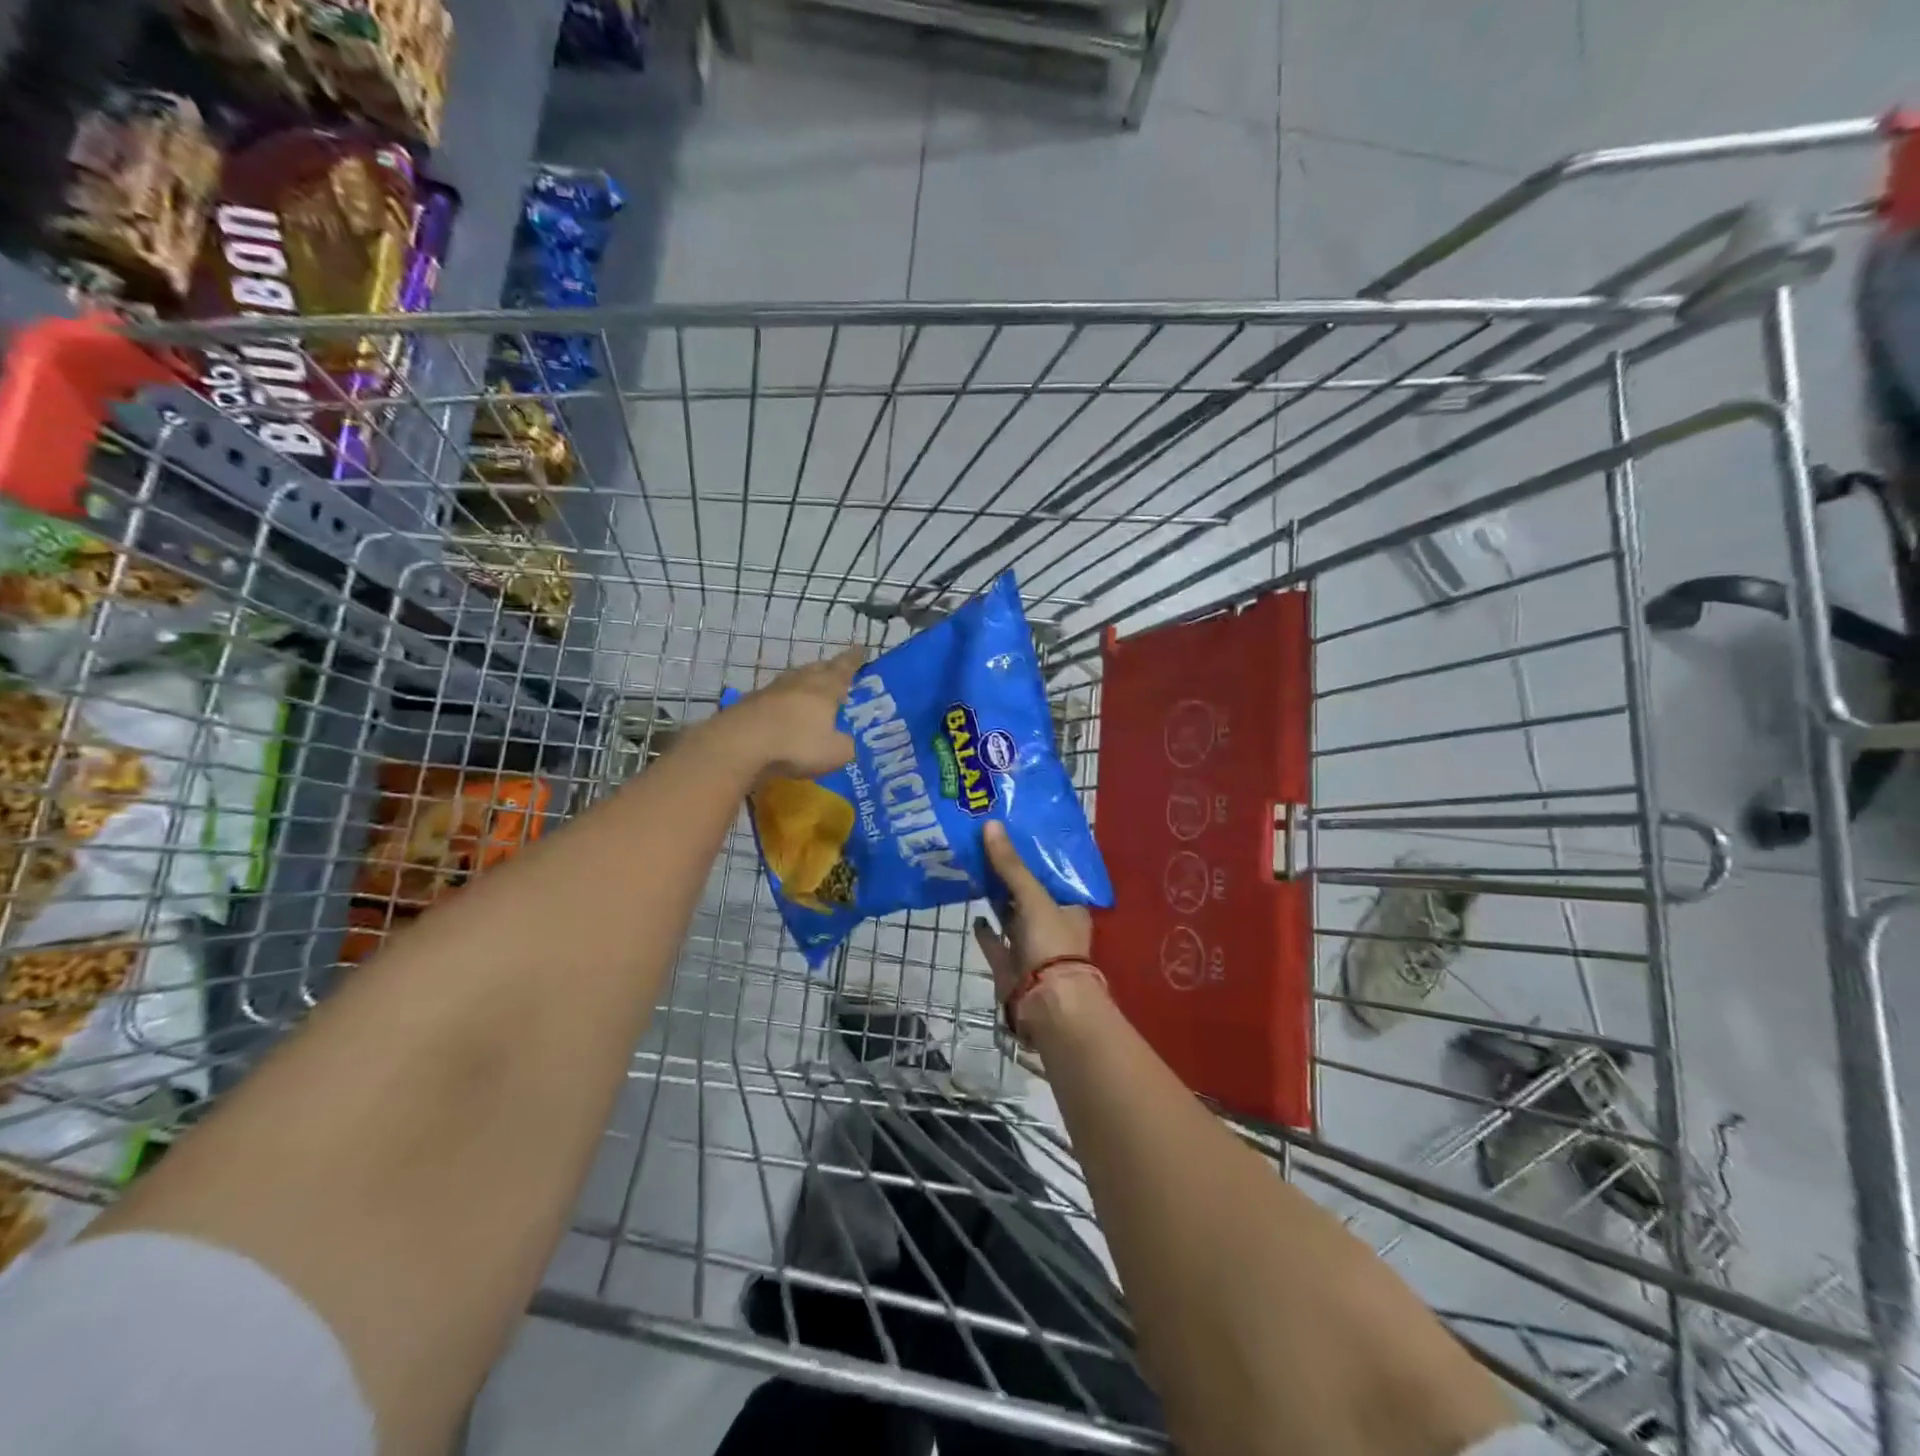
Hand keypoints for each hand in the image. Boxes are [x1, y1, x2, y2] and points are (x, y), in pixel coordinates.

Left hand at [725, 648, 863, 780]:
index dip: (855, 659)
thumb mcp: (835, 752)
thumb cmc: (796, 744)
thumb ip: (847, 745)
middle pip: (818, 668)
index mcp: (825, 688)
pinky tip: (784, 711)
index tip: (861, 649)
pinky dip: (784, 700)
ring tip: (812, 690)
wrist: (740, 744)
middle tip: (838, 671)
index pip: (845, 668)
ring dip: (805, 682)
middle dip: (830, 668)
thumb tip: (847, 742)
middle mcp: (800, 681)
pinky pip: (775, 696)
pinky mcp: (751, 702)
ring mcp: (772, 690)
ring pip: (795, 679)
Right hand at [973, 820, 1094, 1006]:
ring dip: (996, 898)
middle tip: (986, 845)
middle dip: (1010, 874)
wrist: (1046, 1005)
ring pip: (1010, 916)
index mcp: (1069, 907)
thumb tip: (990, 825)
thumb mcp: (1033, 898)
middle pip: (1028, 893)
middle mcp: (1051, 925)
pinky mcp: (1010, 966)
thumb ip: (1011, 865)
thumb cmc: (1051, 945)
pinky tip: (973, 914)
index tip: (1013, 833)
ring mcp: (1030, 947)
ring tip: (974, 870)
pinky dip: (985, 930)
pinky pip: (995, 942)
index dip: (1034, 855)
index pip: (1052, 874)